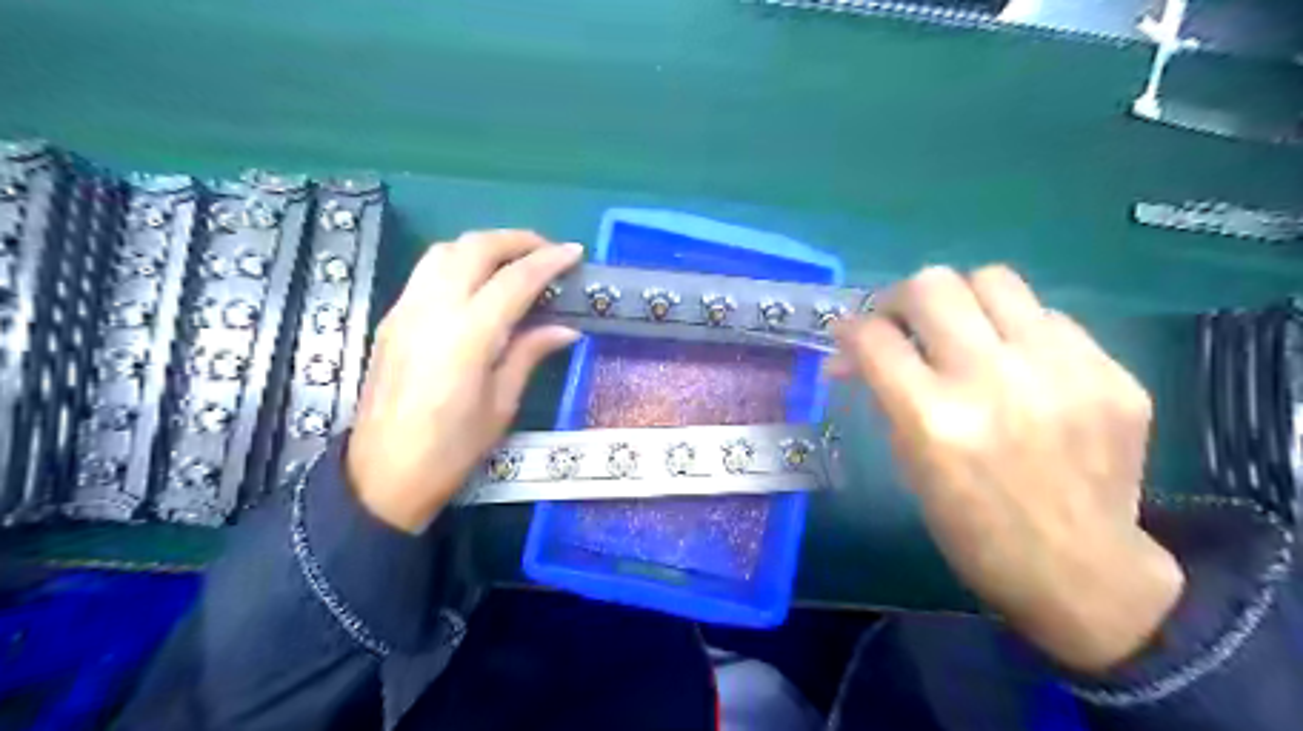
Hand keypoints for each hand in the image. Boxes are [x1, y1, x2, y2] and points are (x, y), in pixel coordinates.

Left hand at [352, 230, 586, 532]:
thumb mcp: (501, 405)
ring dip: (484, 245)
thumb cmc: (452, 449)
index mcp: (468, 335)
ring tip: (514, 261)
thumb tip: (566, 328)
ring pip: (445, 250)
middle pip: (475, 248)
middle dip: (516, 240)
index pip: (514, 280)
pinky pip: (428, 271)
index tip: (575, 252)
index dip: (548, 261)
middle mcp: (433, 309)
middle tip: (547, 251)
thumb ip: (530, 354)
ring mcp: (406, 309)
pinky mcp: (392, 318)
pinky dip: (459, 261)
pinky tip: (478, 283)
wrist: (382, 475)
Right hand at [841, 264, 1187, 670]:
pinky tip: (1021, 365)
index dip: (850, 328)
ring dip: (963, 300)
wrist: (1081, 570)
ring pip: (994, 279)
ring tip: (964, 330)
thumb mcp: (910, 464)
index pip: (874, 336)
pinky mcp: (1112, 373)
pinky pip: (1050, 318)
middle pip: (932, 286)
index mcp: (933, 419)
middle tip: (903, 323)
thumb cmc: (972, 528)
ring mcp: (1061, 371)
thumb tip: (850, 355)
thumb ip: (884, 396)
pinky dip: (1019, 332)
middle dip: (902, 299)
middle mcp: (994, 382)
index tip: (850, 336)